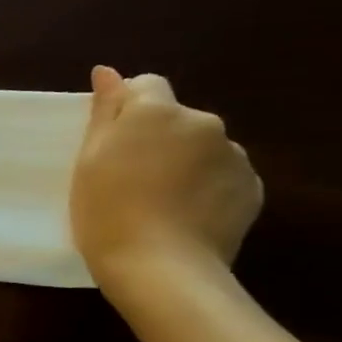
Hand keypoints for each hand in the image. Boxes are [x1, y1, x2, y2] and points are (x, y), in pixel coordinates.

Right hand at [69, 66, 262, 292]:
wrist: (161, 268)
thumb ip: (105, 112)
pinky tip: (185, 214)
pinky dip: (206, 186)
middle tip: (130, 176)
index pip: (146, 85)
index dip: (127, 109)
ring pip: (201, 146)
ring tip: (160, 200)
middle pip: (175, 117)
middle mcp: (203, 122)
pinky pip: (222, 175)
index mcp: (157, 111)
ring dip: (184, 161)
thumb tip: (108, 72)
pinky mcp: (252, 187)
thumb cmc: (106, 211)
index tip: (112, 142)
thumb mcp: (89, 160)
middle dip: (158, 136)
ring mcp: (233, 155)